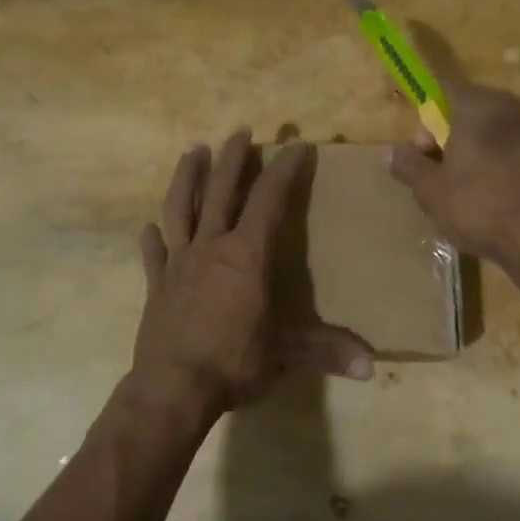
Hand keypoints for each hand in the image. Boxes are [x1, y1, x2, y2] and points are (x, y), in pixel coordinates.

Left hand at [129, 131, 374, 423]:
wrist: (173, 389)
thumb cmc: (235, 362)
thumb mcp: (287, 354)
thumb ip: (328, 351)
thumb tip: (371, 367)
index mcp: (247, 254)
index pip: (270, 199)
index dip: (285, 170)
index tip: (297, 145)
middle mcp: (212, 247)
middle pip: (221, 190)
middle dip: (233, 158)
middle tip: (241, 131)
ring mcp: (179, 263)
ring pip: (181, 208)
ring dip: (186, 177)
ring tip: (192, 150)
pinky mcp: (156, 284)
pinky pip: (153, 254)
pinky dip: (152, 238)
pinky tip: (148, 227)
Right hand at [388, 81, 519, 261]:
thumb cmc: (477, 205)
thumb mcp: (429, 189)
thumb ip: (407, 164)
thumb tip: (391, 152)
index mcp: (477, 105)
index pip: (441, 90)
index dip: (424, 118)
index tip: (422, 151)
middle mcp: (508, 106)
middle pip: (465, 108)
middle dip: (445, 135)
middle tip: (437, 173)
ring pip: (488, 128)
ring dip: (470, 148)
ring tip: (461, 186)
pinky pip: (507, 144)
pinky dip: (492, 158)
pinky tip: (487, 190)